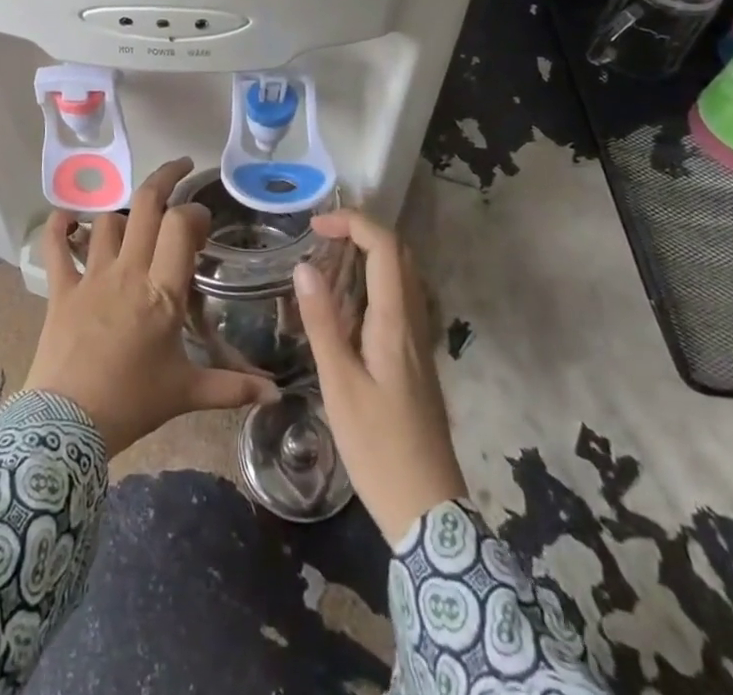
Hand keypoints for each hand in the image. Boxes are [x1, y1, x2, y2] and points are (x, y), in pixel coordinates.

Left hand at [23, 158, 278, 456]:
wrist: (67, 425)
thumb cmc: (132, 403)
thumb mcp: (186, 393)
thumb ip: (232, 388)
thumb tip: (277, 395)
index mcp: (162, 291)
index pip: (180, 226)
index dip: (194, 212)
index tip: (203, 220)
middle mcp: (128, 271)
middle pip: (145, 205)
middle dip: (165, 178)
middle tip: (181, 169)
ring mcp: (91, 276)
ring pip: (108, 220)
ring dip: (123, 212)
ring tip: (136, 217)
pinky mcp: (62, 288)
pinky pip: (56, 247)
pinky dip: (58, 227)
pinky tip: (66, 217)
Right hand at [292, 208, 467, 544]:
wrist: (427, 509)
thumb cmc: (378, 447)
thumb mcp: (339, 384)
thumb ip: (323, 322)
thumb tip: (305, 267)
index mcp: (395, 322)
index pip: (385, 247)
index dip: (352, 223)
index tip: (314, 227)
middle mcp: (413, 321)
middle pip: (398, 254)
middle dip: (361, 232)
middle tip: (320, 238)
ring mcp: (418, 341)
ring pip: (401, 277)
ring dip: (367, 256)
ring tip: (325, 264)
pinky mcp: (414, 359)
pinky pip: (397, 301)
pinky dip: (371, 283)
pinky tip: (344, 307)